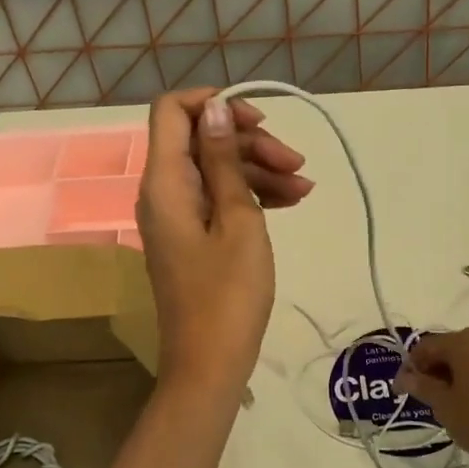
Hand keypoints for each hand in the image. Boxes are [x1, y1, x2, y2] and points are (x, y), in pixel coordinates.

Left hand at [137, 90, 312, 397]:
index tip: (259, 120)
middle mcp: (164, 191)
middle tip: (297, 162)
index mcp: (166, 181)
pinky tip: (293, 202)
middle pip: (201, 140)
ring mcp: (177, 215)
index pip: (171, 111)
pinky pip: (218, 198)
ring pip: (215, 169)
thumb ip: (224, 161)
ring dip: (259, 170)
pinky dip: (252, 195)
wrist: (210, 364)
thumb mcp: (238, 220)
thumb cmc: (229, 294)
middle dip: (250, 143)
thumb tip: (215, 109)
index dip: (213, 103)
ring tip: (305, 188)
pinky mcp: (192, 237)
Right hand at [396, 328, 468, 467]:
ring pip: (468, 359)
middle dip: (431, 370)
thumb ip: (422, 387)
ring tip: (446, 403)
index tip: (401, 391)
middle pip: (447, 349)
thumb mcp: (444, 406)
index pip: (425, 347)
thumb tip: (405, 378)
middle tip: (423, 397)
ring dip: (452, 375)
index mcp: (462, 342)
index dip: (409, 367)